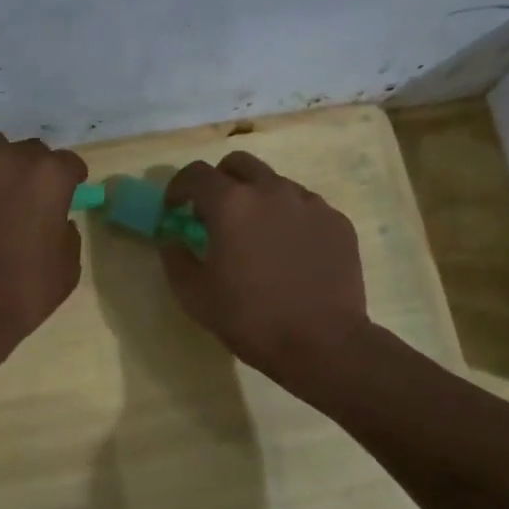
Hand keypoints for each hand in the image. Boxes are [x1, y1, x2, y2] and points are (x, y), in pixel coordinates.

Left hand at [0, 130, 88, 372]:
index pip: (69, 163)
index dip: (71, 179)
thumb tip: (58, 221)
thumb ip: (67, 234)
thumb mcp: (67, 268)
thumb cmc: (24, 293)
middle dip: (33, 170)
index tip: (68, 192)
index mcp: (50, 177)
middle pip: (30, 150)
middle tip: (28, 197)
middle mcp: (11, 160)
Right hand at [159, 151, 371, 393]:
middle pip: (238, 165)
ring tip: (256, 236)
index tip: (174, 209)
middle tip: (214, 214)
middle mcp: (272, 190)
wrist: (323, 344)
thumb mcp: (194, 296)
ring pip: (274, 183)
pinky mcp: (337, 221)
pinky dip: (288, 218)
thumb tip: (171, 236)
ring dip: (256, 199)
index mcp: (231, 204)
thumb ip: (174, 257)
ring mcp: (310, 203)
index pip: (195, 174)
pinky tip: (289, 252)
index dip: (178, 187)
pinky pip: (304, 207)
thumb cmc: (251, 319)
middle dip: (219, 182)